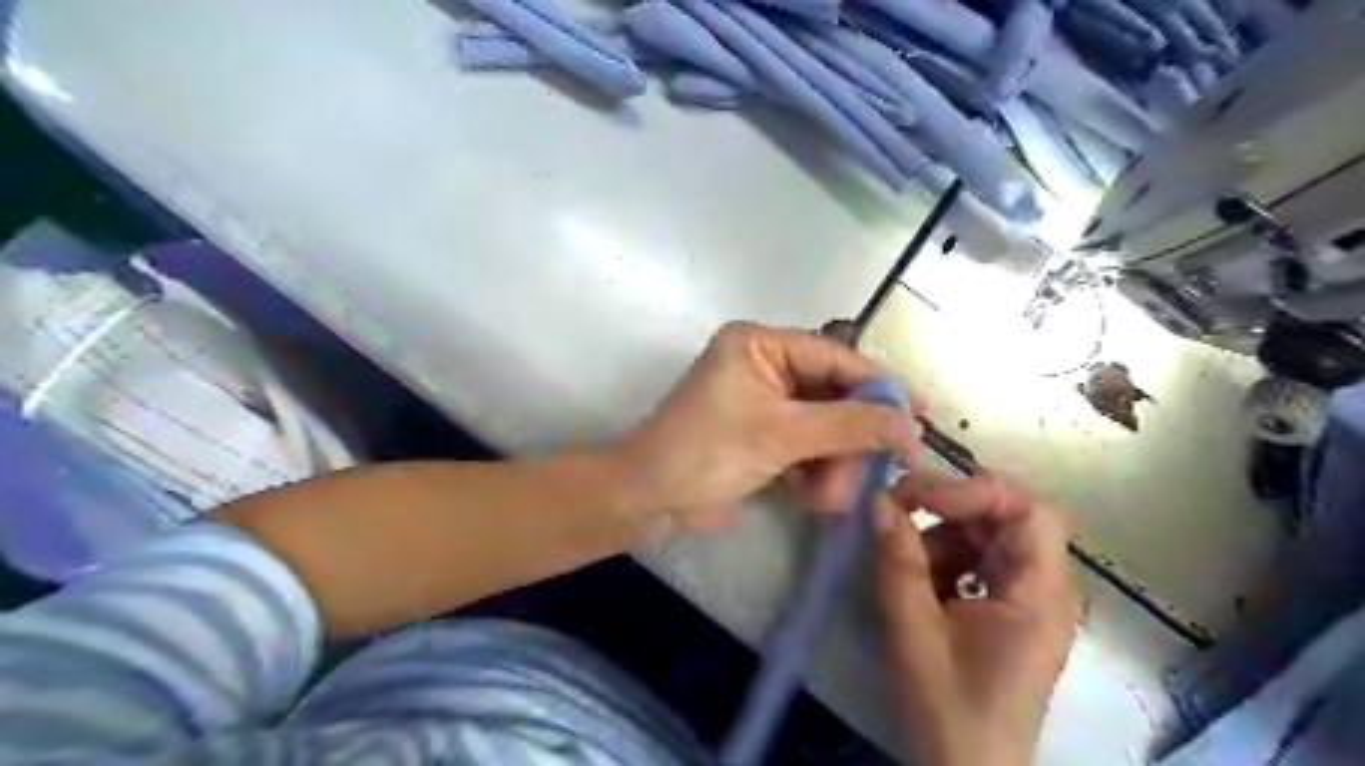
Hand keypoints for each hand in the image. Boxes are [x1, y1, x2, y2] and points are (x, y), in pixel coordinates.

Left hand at [617, 319, 915, 534]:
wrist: (649, 501)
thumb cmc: (705, 453)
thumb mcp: (781, 435)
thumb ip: (849, 425)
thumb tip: (911, 424)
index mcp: (761, 345)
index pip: (836, 357)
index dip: (882, 383)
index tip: (924, 411)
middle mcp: (766, 367)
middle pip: (836, 397)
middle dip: (852, 440)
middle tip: (881, 472)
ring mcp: (766, 404)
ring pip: (827, 429)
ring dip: (834, 466)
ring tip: (827, 498)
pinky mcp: (766, 437)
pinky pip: (810, 449)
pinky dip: (817, 475)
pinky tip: (812, 499)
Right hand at [874, 469, 1075, 761]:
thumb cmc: (947, 710)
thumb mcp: (913, 631)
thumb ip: (898, 560)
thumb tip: (879, 499)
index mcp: (1039, 596)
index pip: (1031, 511)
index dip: (977, 491)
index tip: (917, 498)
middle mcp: (1044, 590)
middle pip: (1009, 518)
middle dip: (951, 509)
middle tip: (897, 510)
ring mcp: (1026, 601)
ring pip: (989, 537)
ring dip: (942, 535)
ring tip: (902, 557)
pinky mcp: (1006, 612)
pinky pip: (978, 563)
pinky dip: (944, 560)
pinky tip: (918, 582)